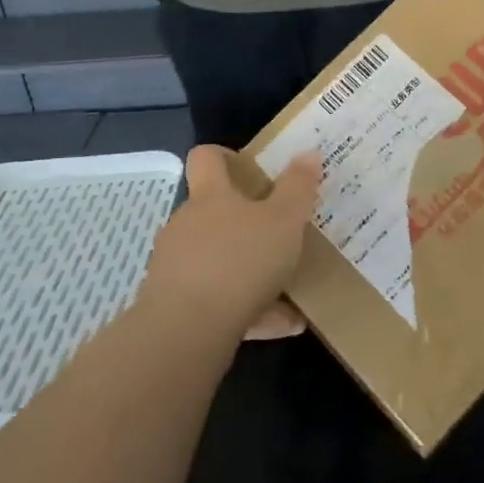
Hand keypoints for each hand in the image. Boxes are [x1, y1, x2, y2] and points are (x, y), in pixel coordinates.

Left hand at [139, 146, 319, 337]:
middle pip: (213, 213)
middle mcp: (186, 225)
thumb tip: (309, 152)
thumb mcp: (284, 220)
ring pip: (218, 261)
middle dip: (246, 222)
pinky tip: (283, 326)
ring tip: (289, 288)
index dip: (225, 156)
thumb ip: (298, 187)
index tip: (250, 167)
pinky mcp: (174, 306)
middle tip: (280, 232)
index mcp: (211, 196)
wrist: (187, 331)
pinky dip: (249, 310)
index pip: (206, 158)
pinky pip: (218, 302)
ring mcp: (176, 266)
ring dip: (250, 271)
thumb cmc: (240, 260)